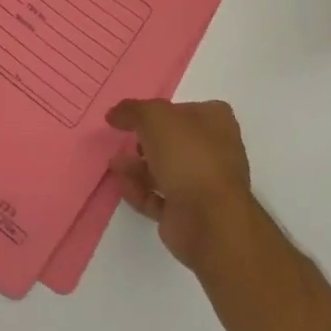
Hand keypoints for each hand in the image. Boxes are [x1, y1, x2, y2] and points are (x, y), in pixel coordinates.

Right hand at [107, 99, 257, 271]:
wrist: (209, 220)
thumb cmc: (187, 155)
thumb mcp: (154, 117)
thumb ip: (132, 110)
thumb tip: (115, 114)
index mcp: (216, 122)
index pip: (185, 109)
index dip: (160, 110)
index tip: (135, 115)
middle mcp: (214, 151)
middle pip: (173, 141)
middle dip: (145, 141)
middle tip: (124, 140)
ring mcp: (203, 184)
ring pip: (165, 170)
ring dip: (137, 167)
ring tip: (115, 164)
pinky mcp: (189, 213)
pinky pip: (158, 197)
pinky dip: (138, 190)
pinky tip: (121, 184)